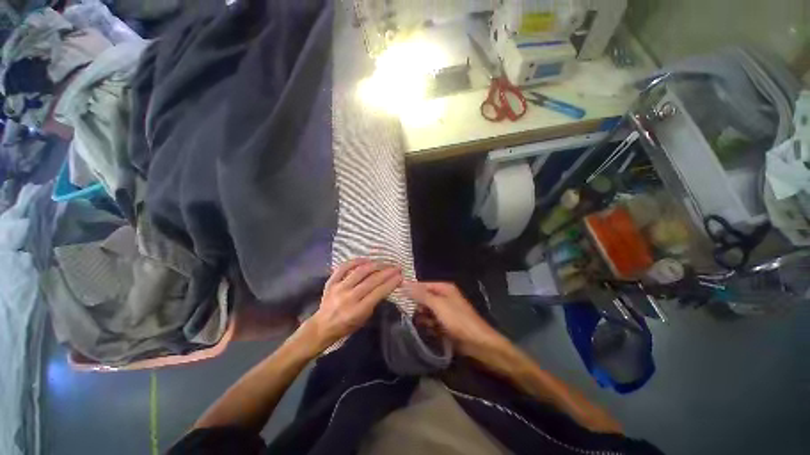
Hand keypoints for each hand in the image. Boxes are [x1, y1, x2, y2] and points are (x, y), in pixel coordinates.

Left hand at [303, 259, 401, 351]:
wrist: (322, 326)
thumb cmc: (346, 326)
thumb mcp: (364, 319)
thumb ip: (374, 303)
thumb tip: (385, 286)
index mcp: (357, 310)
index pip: (378, 293)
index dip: (391, 283)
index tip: (400, 276)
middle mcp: (348, 297)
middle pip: (371, 280)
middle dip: (387, 272)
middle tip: (397, 267)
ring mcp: (338, 288)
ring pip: (360, 271)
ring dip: (375, 265)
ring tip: (384, 263)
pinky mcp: (331, 282)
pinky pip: (344, 267)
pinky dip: (355, 261)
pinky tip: (366, 259)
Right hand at [404, 281, 507, 357]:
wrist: (478, 344)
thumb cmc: (458, 320)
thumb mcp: (438, 305)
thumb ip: (421, 294)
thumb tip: (403, 283)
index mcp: (444, 288)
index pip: (422, 284)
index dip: (411, 289)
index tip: (399, 296)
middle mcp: (444, 296)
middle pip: (424, 297)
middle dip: (419, 306)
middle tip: (416, 314)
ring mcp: (445, 310)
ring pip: (426, 310)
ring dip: (423, 318)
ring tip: (426, 324)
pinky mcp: (445, 322)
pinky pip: (431, 321)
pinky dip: (429, 325)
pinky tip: (431, 331)